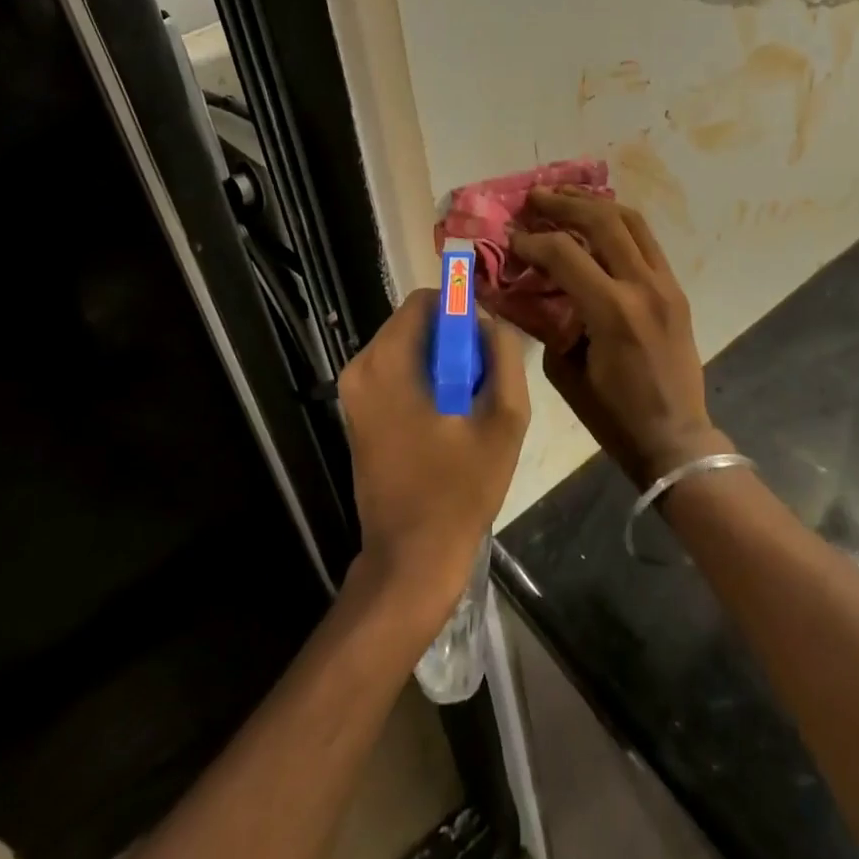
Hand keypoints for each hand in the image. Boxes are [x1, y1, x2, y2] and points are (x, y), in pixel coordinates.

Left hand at [338, 292, 528, 625]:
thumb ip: (503, 355)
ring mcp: (354, 391)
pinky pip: (396, 370)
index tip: (486, 342)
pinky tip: (448, 416)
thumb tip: (489, 321)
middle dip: (453, 337)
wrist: (411, 558)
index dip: (462, 310)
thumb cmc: (460, 489)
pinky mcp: (357, 411)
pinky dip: (424, 377)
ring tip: (468, 402)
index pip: (425, 300)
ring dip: (441, 360)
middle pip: (415, 322)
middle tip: (483, 376)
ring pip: (407, 346)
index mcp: (388, 363)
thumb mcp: (504, 418)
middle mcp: (361, 367)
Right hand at [510, 189, 727, 489]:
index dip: (532, 241)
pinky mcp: (675, 288)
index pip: (565, 252)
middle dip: (562, 204)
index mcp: (612, 311)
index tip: (511, 238)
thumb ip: (546, 321)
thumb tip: (527, 289)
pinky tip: (597, 219)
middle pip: (601, 220)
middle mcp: (642, 286)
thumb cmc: (612, 415)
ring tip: (565, 195)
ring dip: (595, 202)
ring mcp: (665, 283)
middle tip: (534, 198)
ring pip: (631, 220)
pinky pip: (646, 240)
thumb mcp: (564, 371)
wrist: (675, 438)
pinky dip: (618, 222)